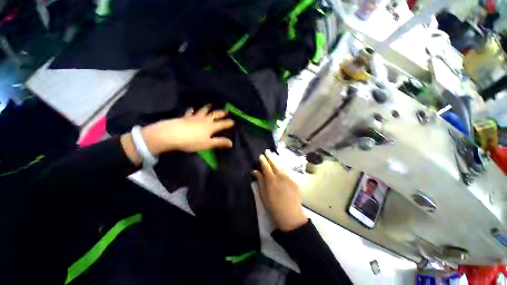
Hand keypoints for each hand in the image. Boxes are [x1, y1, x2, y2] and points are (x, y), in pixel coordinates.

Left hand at [143, 105, 233, 153]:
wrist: (172, 135)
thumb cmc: (192, 141)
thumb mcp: (208, 144)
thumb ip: (220, 142)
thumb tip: (231, 143)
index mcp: (211, 127)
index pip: (222, 124)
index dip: (228, 123)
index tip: (233, 121)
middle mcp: (204, 120)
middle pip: (214, 115)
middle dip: (220, 113)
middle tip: (225, 110)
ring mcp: (194, 118)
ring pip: (203, 111)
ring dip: (207, 108)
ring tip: (210, 104)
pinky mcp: (185, 117)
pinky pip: (190, 113)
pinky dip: (191, 110)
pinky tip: (192, 108)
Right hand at [253, 150, 307, 231]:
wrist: (290, 215)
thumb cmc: (273, 206)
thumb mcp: (263, 194)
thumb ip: (260, 181)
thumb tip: (255, 171)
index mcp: (271, 180)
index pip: (266, 167)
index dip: (263, 161)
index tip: (261, 156)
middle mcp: (280, 176)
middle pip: (274, 164)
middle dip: (270, 156)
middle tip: (267, 151)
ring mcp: (289, 178)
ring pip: (282, 166)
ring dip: (277, 159)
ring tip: (274, 154)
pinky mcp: (295, 181)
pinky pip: (288, 172)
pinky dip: (284, 167)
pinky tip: (282, 164)